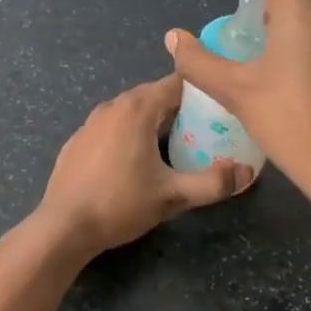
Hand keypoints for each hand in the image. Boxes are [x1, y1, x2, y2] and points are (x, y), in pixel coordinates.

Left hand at [28, 74, 251, 259]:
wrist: (63, 227)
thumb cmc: (120, 204)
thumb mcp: (173, 196)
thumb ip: (213, 183)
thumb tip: (247, 173)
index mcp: (137, 109)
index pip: (176, 83)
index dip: (200, 91)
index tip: (219, 107)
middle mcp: (112, 106)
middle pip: (153, 95)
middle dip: (178, 108)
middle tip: (202, 131)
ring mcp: (90, 122)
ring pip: (130, 111)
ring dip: (151, 121)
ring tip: (171, 146)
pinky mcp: (76, 141)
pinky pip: (111, 127)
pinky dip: (127, 134)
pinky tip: (132, 162)